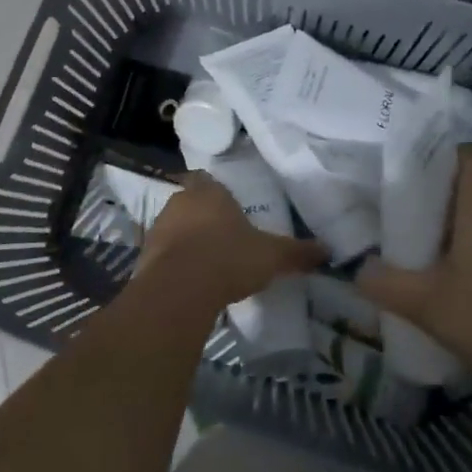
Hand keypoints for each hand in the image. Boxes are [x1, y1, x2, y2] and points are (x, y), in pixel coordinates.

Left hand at [137, 173, 326, 314]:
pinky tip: (190, 282)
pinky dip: (174, 264)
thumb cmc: (228, 258)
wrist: (178, 290)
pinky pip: (163, 254)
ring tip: (208, 263)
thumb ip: (297, 252)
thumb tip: (327, 250)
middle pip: (192, 203)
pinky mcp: (144, 256)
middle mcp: (180, 201)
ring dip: (187, 241)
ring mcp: (158, 227)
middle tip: (224, 238)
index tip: (230, 210)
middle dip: (205, 218)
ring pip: (175, 228)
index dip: (219, 194)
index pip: (209, 181)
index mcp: (209, 192)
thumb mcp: (271, 256)